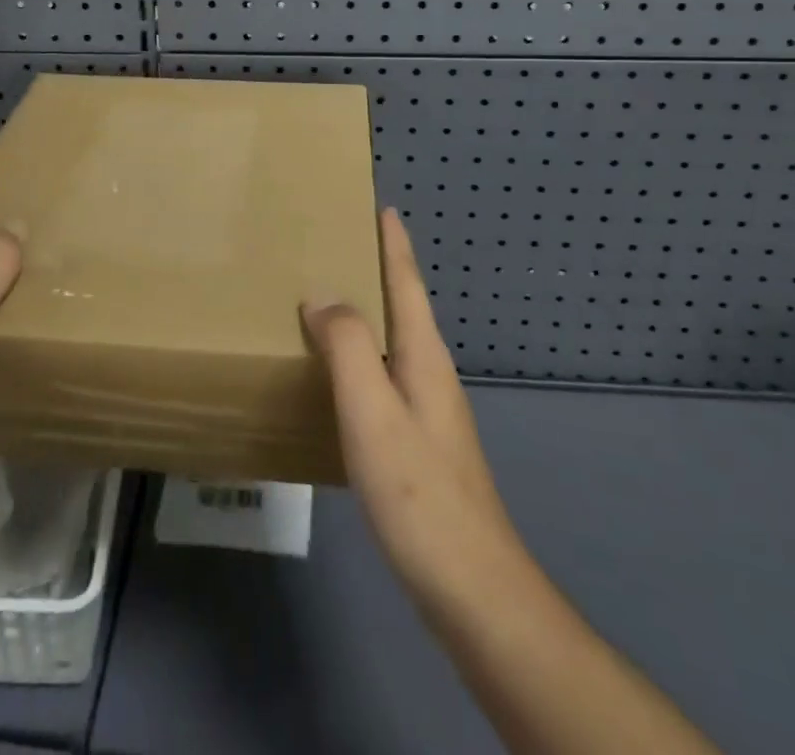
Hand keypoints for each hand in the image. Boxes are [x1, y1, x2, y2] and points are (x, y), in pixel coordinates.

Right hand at [303, 209, 521, 606]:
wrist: (472, 589)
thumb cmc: (419, 491)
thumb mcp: (373, 411)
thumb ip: (347, 346)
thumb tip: (322, 294)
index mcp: (423, 356)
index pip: (407, 283)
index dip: (394, 244)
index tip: (383, 206)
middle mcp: (431, 374)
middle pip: (403, 306)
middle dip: (377, 270)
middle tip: (337, 245)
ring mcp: (429, 411)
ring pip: (393, 343)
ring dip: (366, 313)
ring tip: (328, 301)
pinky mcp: (420, 444)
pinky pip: (385, 376)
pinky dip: (361, 357)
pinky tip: (338, 376)